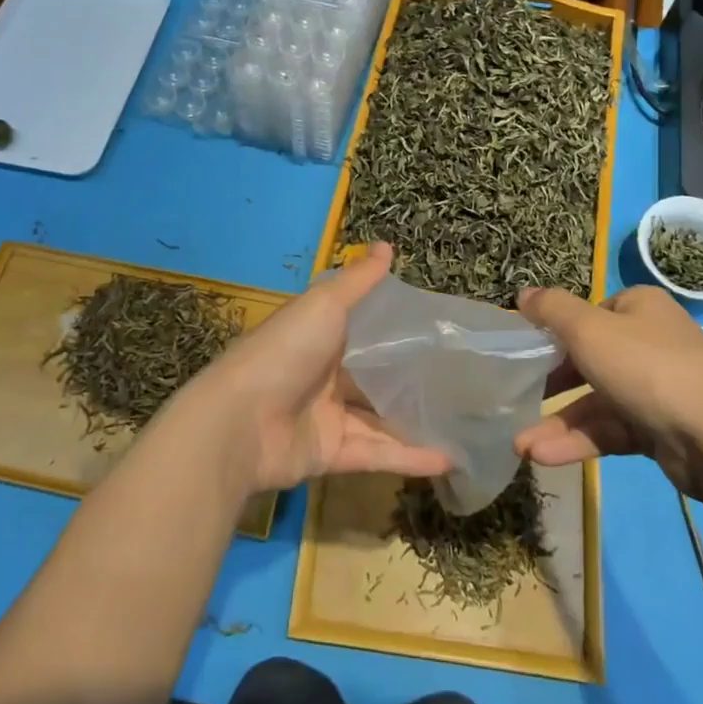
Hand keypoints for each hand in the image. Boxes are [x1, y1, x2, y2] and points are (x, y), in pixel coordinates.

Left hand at [181, 243, 451, 492]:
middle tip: (459, 379)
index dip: (395, 331)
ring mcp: (326, 417)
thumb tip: (388, 245)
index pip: (362, 331)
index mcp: (319, 337)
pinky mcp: (330, 454)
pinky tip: (448, 459)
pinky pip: (376, 454)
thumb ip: (358, 281)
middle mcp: (323, 375)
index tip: (436, 330)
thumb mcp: (324, 305)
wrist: (239, 422)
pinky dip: (409, 457)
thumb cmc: (284, 352)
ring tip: (463, 423)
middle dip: (409, 381)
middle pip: (372, 378)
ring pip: (379, 420)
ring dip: (416, 423)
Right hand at [513, 284, 702, 495]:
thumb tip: (523, 293)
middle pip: (589, 358)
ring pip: (596, 401)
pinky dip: (579, 441)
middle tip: (517, 397)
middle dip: (551, 384)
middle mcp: (650, 342)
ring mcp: (656, 388)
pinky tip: (545, 457)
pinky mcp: (659, 429)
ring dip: (559, 422)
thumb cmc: (647, 368)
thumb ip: (551, 310)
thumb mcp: (588, 329)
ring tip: (521, 445)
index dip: (556, 331)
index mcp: (639, 308)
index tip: (526, 351)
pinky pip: (611, 430)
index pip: (589, 313)